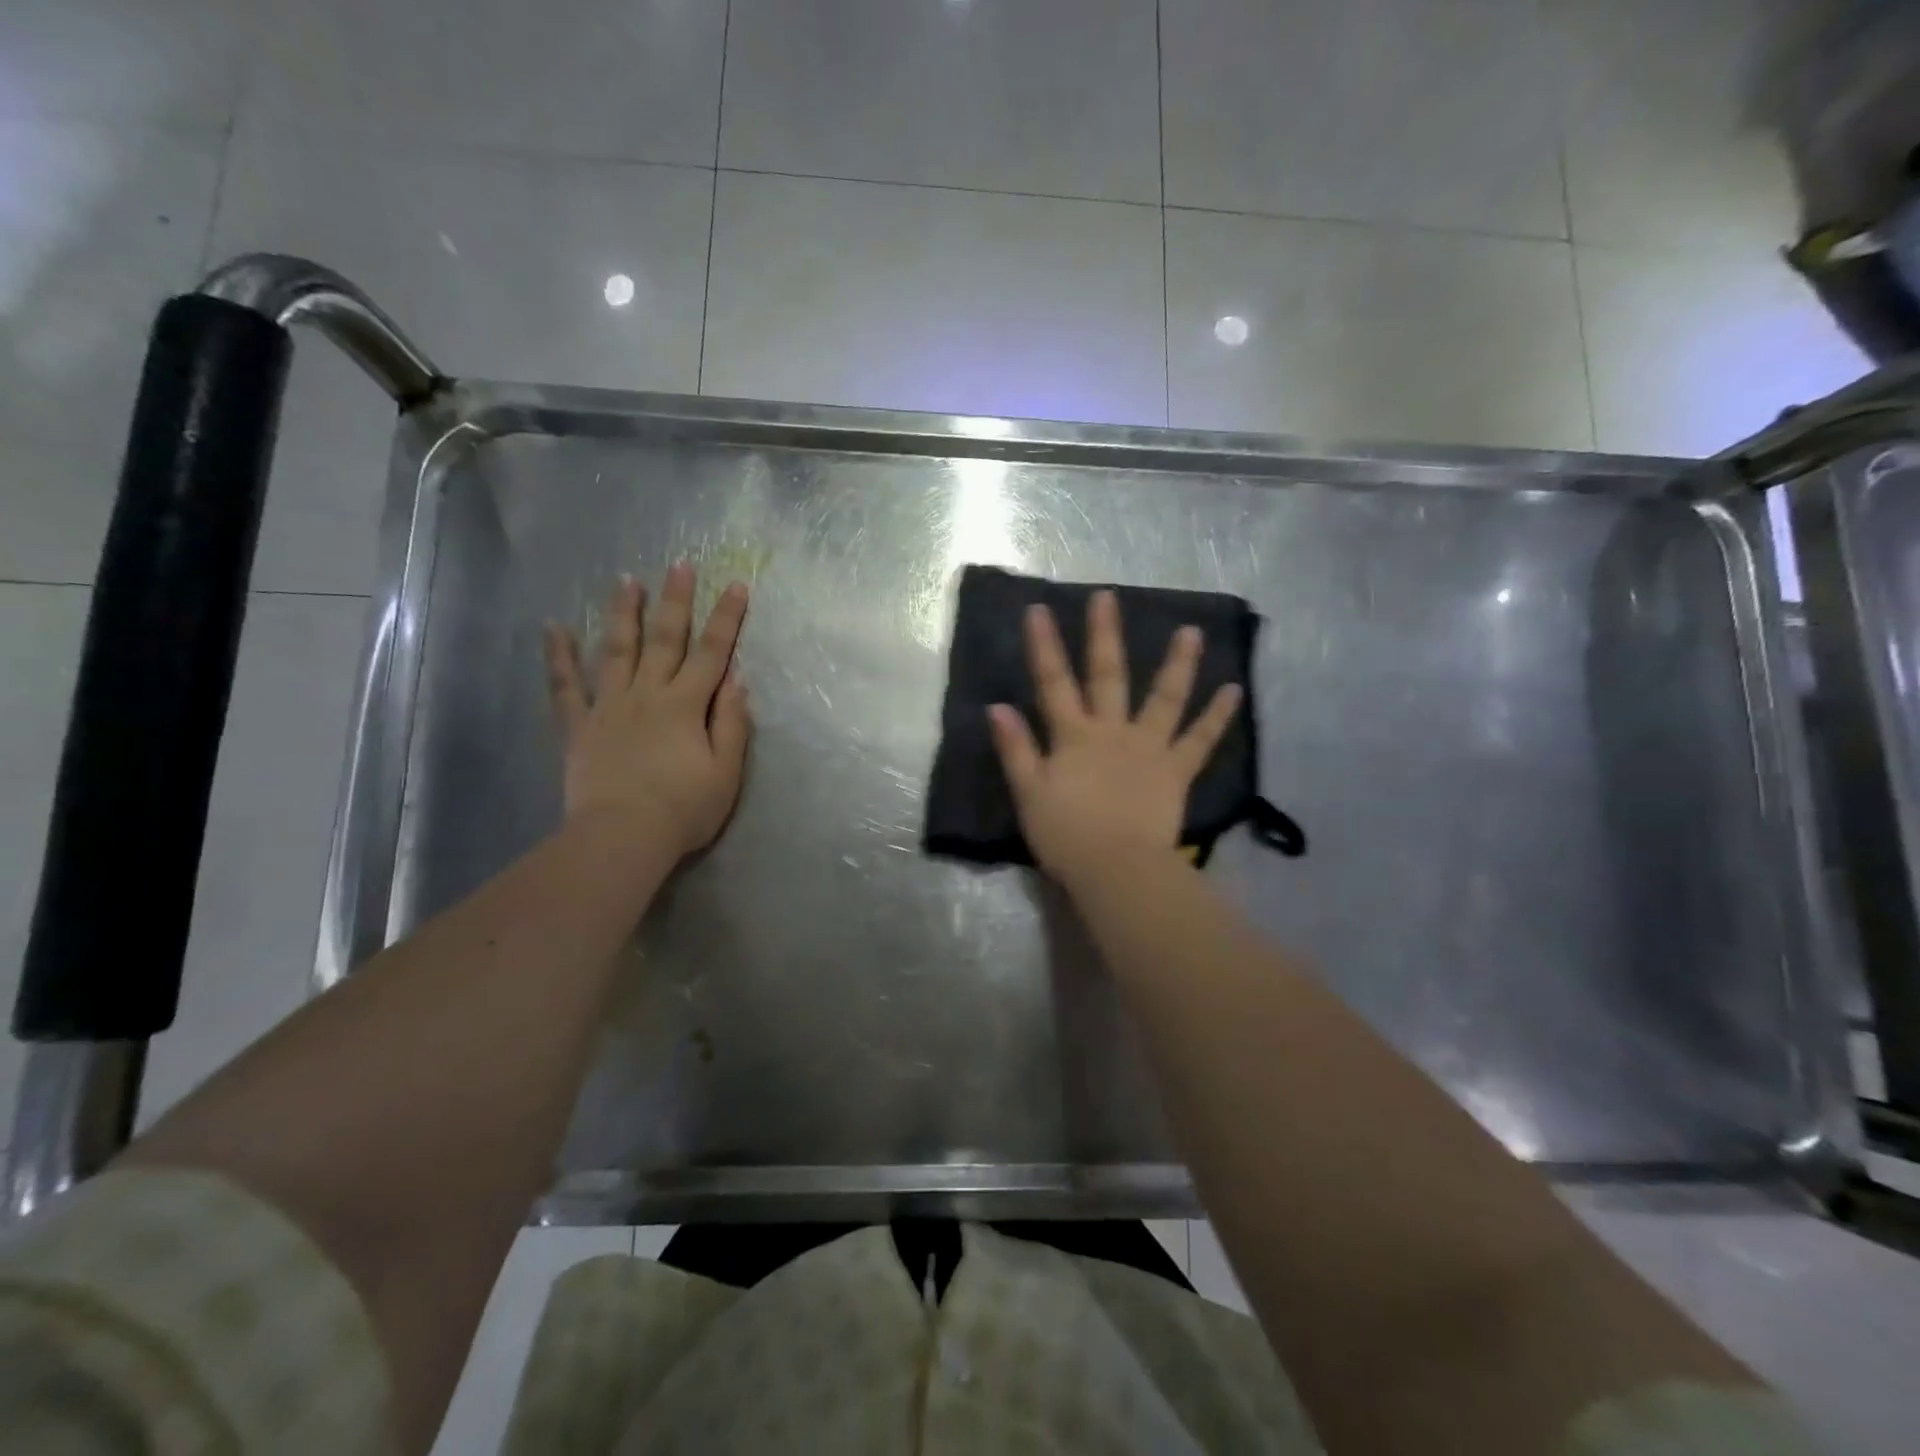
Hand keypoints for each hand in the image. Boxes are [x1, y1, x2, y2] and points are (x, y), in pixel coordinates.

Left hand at [544, 563, 751, 858]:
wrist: (622, 837)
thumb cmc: (684, 809)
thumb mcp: (726, 771)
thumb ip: (733, 723)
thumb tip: (737, 680)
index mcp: (687, 705)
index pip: (712, 653)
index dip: (727, 618)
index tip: (736, 585)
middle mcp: (648, 694)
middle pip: (665, 639)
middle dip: (676, 600)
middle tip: (680, 564)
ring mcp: (609, 707)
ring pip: (617, 651)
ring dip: (624, 614)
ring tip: (626, 580)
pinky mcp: (579, 727)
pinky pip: (565, 686)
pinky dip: (559, 657)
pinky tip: (554, 628)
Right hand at [988, 589, 1241, 884]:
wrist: (1116, 869)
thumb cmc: (1066, 835)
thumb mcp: (1029, 793)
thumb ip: (1016, 748)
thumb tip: (997, 707)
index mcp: (1074, 736)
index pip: (1053, 683)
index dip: (1044, 646)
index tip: (1039, 609)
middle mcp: (1112, 731)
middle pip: (1108, 676)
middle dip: (1104, 634)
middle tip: (1108, 597)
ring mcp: (1149, 748)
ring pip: (1164, 698)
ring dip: (1178, 663)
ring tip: (1191, 631)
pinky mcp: (1176, 771)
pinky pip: (1200, 740)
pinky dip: (1217, 716)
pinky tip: (1234, 690)